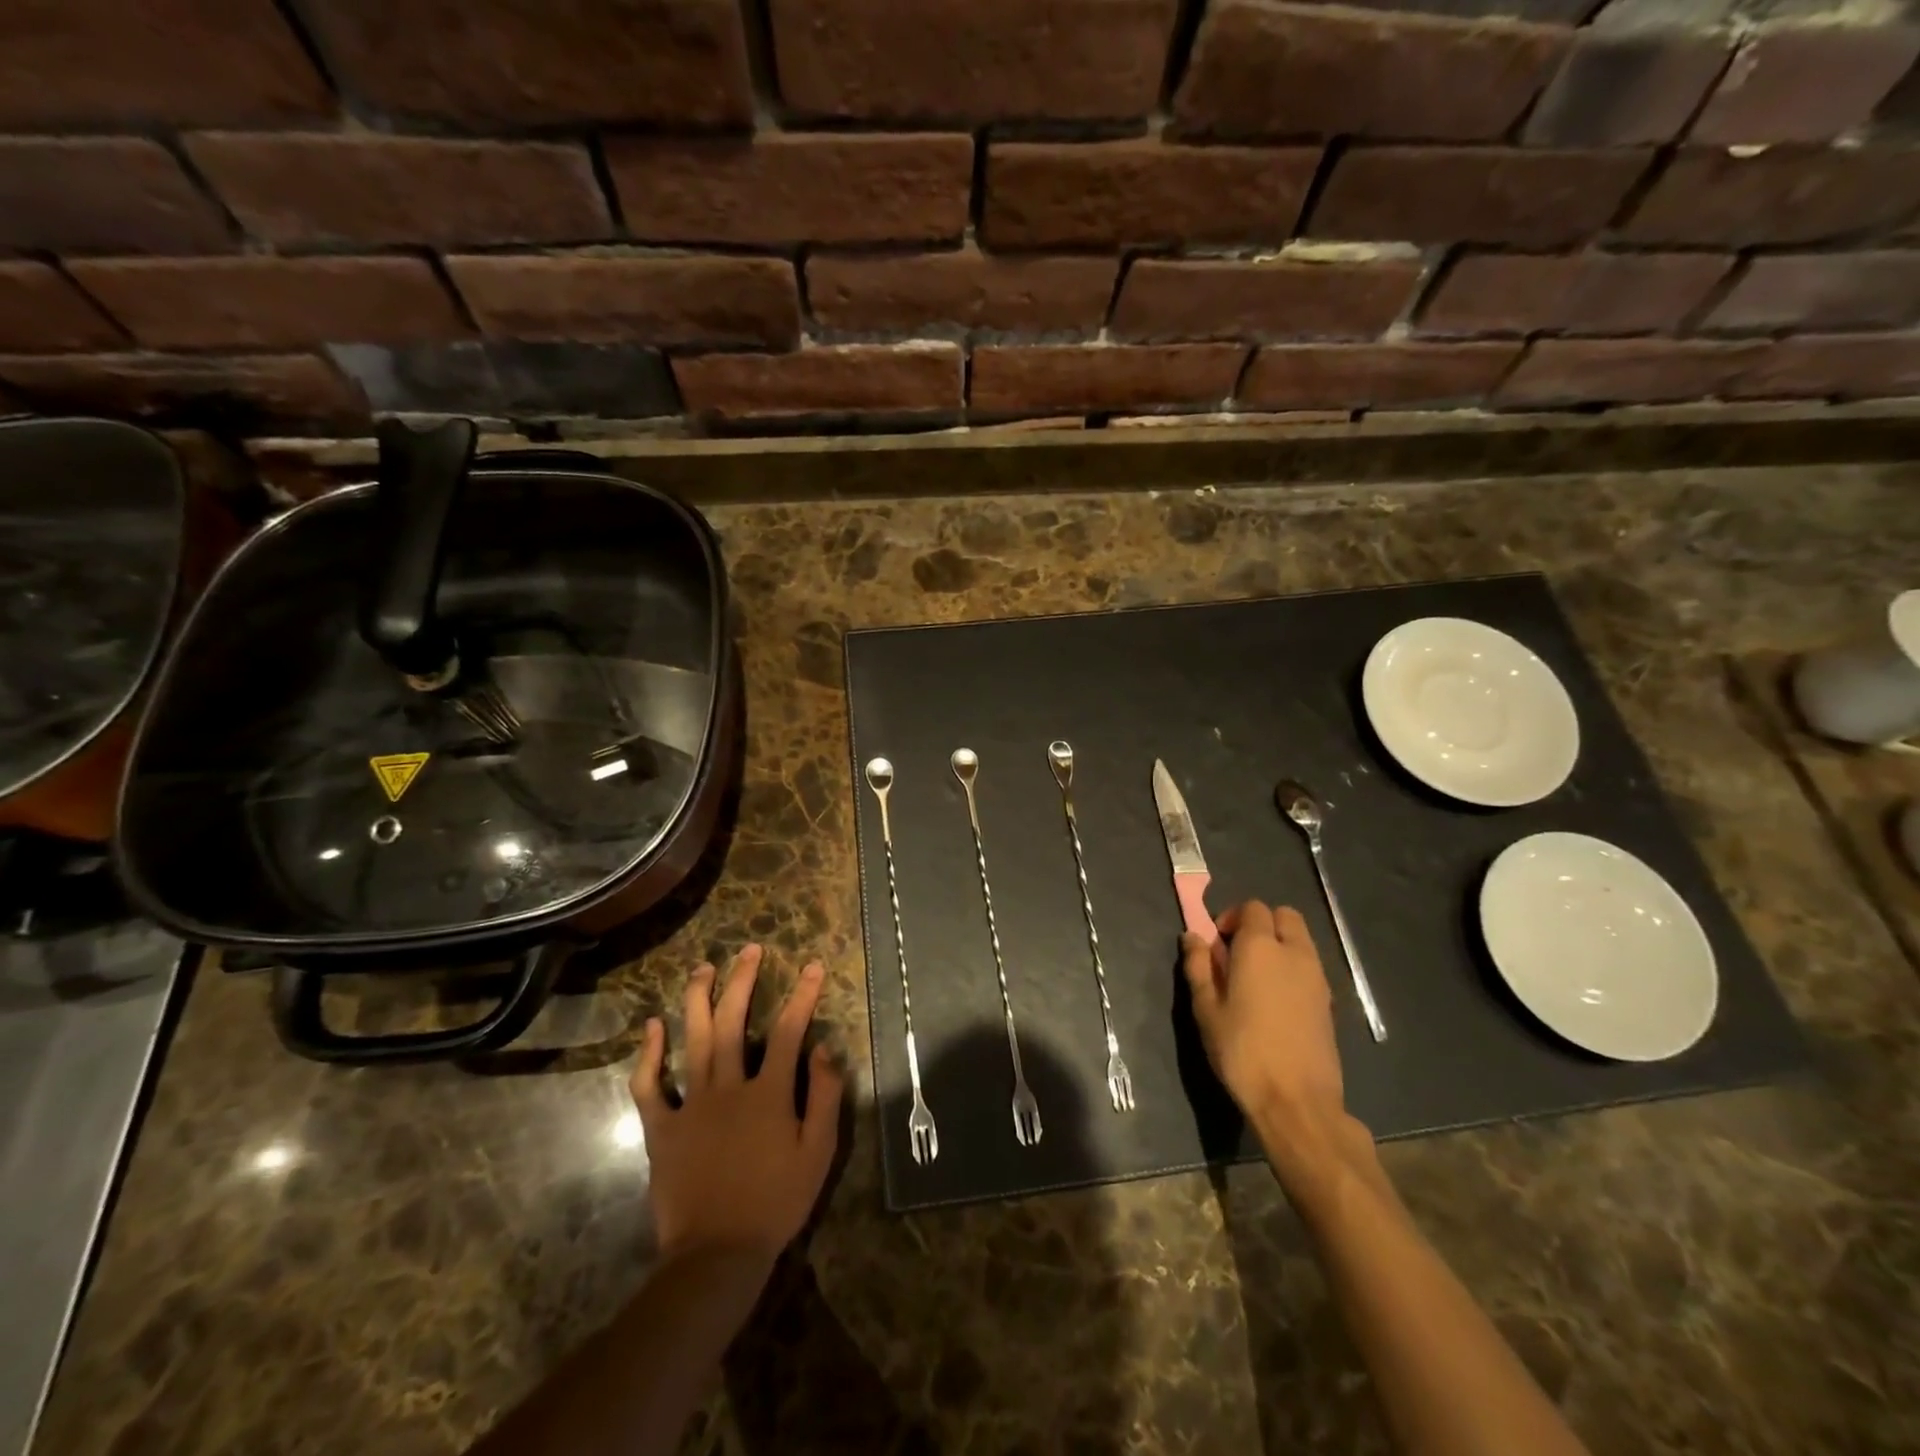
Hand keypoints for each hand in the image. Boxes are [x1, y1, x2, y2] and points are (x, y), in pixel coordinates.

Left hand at [631, 944, 843, 1265]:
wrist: (716, 1255)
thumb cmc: (776, 1202)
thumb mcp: (818, 1152)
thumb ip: (825, 1096)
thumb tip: (826, 1047)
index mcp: (768, 1094)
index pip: (788, 1031)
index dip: (802, 995)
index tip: (812, 966)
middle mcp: (728, 1087)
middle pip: (734, 1022)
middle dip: (743, 981)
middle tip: (748, 950)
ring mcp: (690, 1106)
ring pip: (693, 1040)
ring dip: (698, 1000)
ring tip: (703, 968)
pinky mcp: (661, 1128)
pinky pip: (650, 1085)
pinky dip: (649, 1054)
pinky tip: (653, 1026)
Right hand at [1181, 901, 1345, 1131]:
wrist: (1297, 1101)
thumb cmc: (1242, 1051)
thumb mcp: (1206, 1009)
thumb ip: (1198, 966)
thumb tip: (1192, 936)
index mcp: (1260, 947)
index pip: (1252, 908)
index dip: (1232, 917)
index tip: (1217, 943)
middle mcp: (1294, 952)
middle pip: (1284, 916)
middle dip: (1261, 923)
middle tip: (1238, 952)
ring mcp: (1317, 977)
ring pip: (1301, 940)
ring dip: (1279, 944)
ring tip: (1256, 978)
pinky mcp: (1329, 1001)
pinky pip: (1310, 966)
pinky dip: (1293, 967)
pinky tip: (1276, 1000)